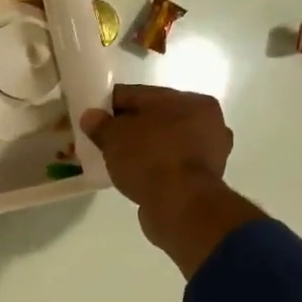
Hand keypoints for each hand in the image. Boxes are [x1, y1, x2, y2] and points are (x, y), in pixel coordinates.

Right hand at [80, 84, 265, 278]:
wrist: (181, 206)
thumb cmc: (149, 159)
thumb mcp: (114, 137)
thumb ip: (100, 124)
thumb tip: (91, 116)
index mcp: (189, 99)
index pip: (138, 95)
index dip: (110, 105)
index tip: (92, 119)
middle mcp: (207, 120)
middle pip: (155, 117)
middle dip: (130, 127)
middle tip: (105, 141)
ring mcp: (211, 150)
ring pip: (165, 141)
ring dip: (145, 147)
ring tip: (119, 160)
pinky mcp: (207, 178)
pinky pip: (172, 163)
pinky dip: (156, 166)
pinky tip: (137, 175)